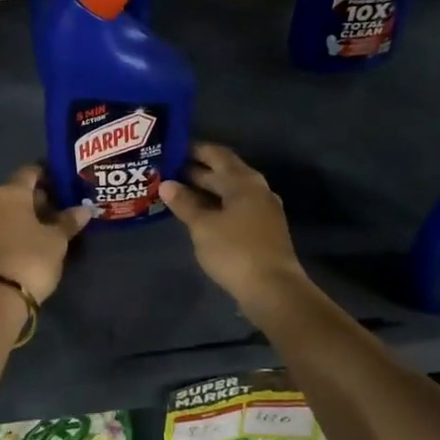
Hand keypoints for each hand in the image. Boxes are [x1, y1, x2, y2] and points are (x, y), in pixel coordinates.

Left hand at [0, 165, 91, 302]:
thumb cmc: (30, 259)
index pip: (30, 172)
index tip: (65, 184)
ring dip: (26, 218)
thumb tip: (85, 209)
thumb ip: (69, 221)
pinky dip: (14, 232)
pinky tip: (29, 245)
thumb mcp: (56, 240)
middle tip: (62, 210)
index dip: (48, 175)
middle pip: (17, 193)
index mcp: (9, 193)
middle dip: (39, 200)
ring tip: (49, 230)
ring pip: (7, 213)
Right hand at [160, 143, 306, 309]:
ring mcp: (262, 210)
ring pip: (229, 192)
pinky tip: (198, 215)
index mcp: (243, 181)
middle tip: (167, 171)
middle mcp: (256, 189)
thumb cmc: (235, 250)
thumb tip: (166, 184)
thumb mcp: (203, 225)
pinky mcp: (263, 230)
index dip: (194, 150)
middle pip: (224, 172)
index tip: (171, 149)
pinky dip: (216, 206)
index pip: (216, 154)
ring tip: (177, 193)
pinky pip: (235, 208)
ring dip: (205, 190)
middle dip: (196, 171)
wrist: (273, 289)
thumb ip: (184, 203)